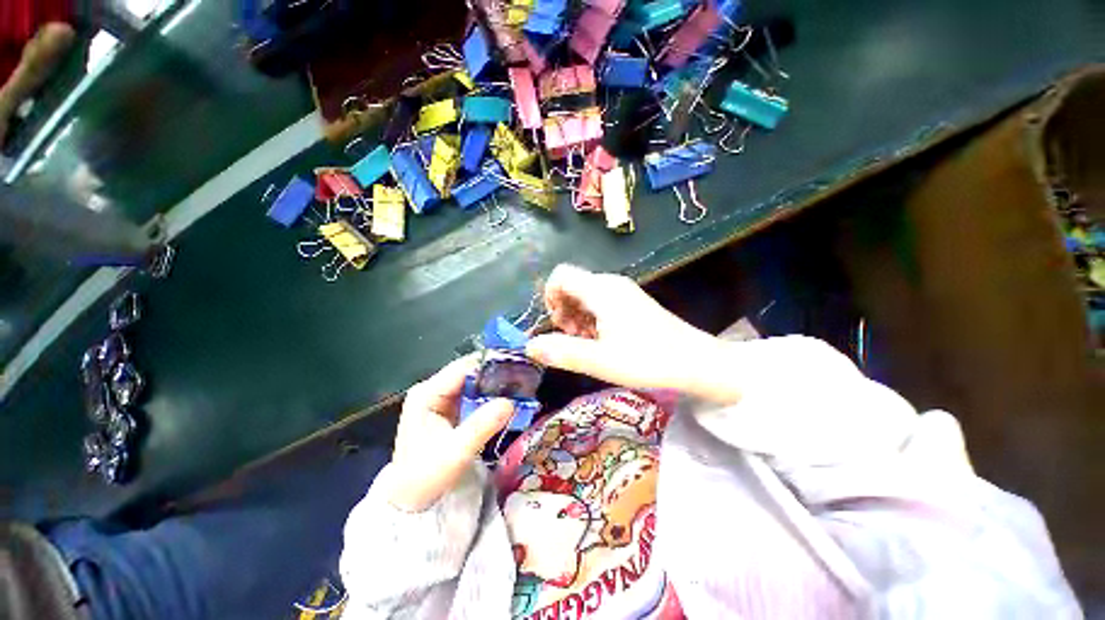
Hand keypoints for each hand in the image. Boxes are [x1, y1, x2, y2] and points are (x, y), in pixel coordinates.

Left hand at [388, 356, 514, 511]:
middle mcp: (433, 390)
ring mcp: (441, 400)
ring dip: (494, 386)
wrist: (410, 502)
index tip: (516, 366)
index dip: (489, 365)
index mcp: (427, 393)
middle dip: (494, 375)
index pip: (462, 368)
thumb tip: (510, 402)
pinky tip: (507, 399)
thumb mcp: (456, 452)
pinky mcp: (449, 411)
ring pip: (473, 384)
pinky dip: (489, 398)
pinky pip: (473, 397)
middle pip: (468, 373)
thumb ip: (482, 426)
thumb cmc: (427, 476)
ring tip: (520, 385)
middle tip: (522, 377)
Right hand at [526, 264, 736, 401]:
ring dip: (577, 317)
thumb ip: (562, 352)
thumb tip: (529, 346)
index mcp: (601, 290)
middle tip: (574, 339)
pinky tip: (603, 340)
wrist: (697, 362)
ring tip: (588, 343)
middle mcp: (610, 284)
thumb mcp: (601, 360)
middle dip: (563, 311)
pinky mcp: (631, 303)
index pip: (560, 276)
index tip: (558, 326)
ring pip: (585, 295)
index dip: (550, 298)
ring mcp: (623, 292)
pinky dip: (592, 319)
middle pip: (572, 286)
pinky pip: (600, 302)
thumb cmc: (649, 360)